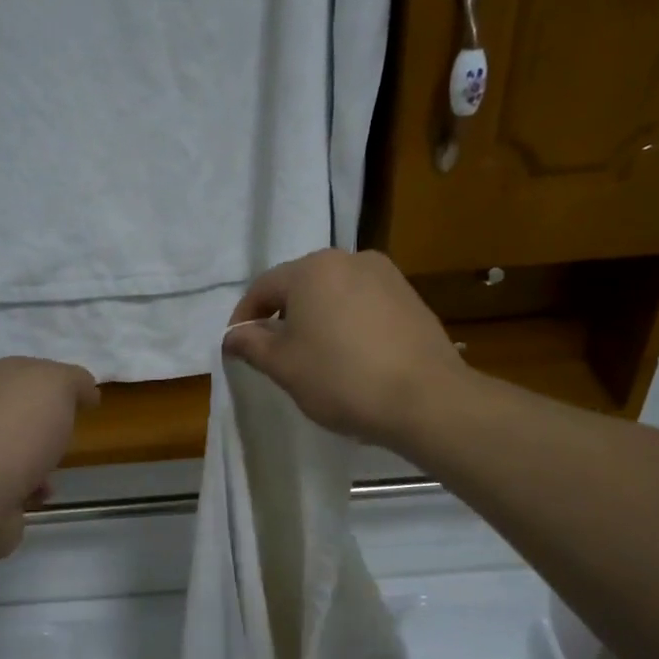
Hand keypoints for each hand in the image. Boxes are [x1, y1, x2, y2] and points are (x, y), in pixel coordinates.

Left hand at [0, 357, 99, 556]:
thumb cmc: (19, 427)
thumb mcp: (58, 384)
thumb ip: (74, 380)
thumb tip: (84, 390)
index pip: (26, 371)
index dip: (57, 382)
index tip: (85, 400)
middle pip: (18, 410)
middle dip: (44, 422)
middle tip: (68, 432)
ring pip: (13, 448)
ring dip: (38, 458)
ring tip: (54, 470)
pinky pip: (9, 482)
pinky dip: (29, 487)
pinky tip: (39, 493)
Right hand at [223, 250, 468, 450]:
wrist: (425, 398)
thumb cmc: (342, 379)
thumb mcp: (283, 366)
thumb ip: (251, 345)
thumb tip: (233, 336)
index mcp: (312, 268)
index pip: (263, 287)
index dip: (244, 318)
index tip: (237, 347)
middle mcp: (350, 259)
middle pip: (301, 286)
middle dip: (282, 317)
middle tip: (274, 354)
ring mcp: (386, 276)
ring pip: (334, 295)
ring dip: (317, 320)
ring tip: (314, 358)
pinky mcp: (410, 298)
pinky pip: (364, 306)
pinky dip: (347, 325)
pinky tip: (351, 357)